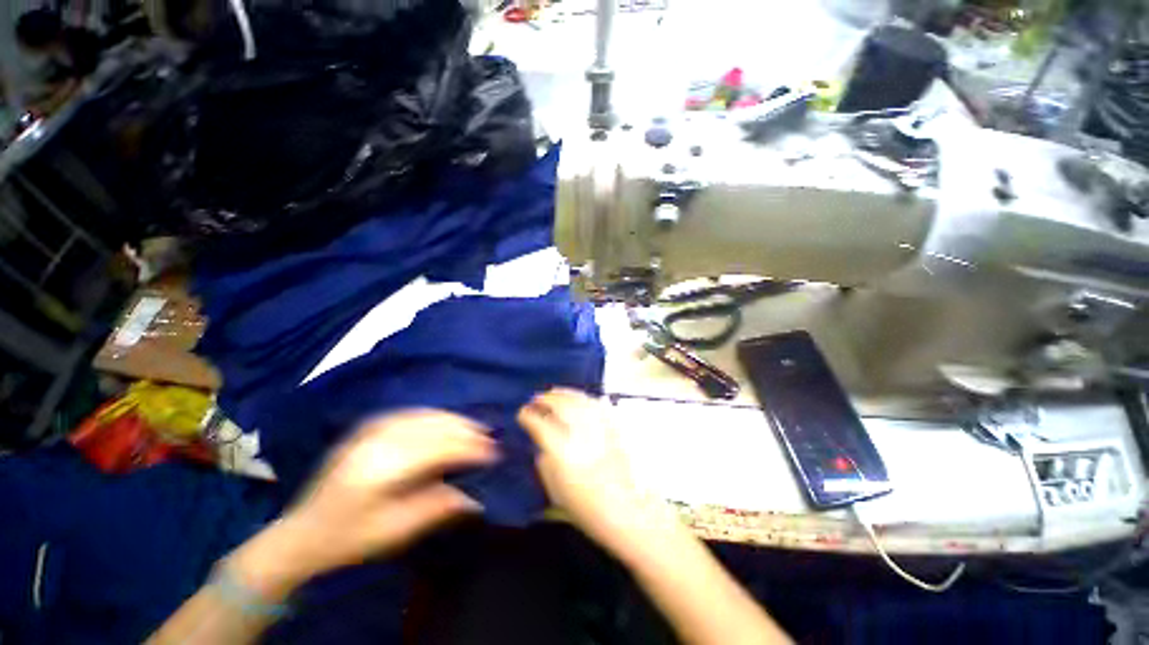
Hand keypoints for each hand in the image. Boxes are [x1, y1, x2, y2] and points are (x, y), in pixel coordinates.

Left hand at [229, 411, 497, 598]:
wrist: (301, 532)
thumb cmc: (349, 538)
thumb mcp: (395, 532)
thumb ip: (437, 507)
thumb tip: (476, 495)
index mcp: (381, 469)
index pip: (438, 449)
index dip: (469, 449)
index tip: (493, 454)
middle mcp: (376, 441)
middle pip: (433, 427)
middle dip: (466, 430)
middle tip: (489, 437)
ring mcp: (369, 430)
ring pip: (423, 415)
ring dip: (453, 420)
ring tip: (474, 427)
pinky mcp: (366, 427)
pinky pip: (409, 413)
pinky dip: (433, 415)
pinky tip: (446, 420)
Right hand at [518, 389, 671, 556]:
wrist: (629, 511)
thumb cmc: (588, 508)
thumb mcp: (555, 490)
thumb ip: (544, 462)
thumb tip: (541, 442)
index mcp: (563, 452)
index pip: (540, 424)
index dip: (528, 415)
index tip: (522, 413)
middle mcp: (581, 434)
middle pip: (560, 405)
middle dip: (545, 398)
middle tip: (536, 399)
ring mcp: (601, 427)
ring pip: (579, 399)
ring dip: (563, 393)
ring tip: (553, 392)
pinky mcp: (616, 426)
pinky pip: (597, 403)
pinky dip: (584, 397)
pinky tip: (577, 397)